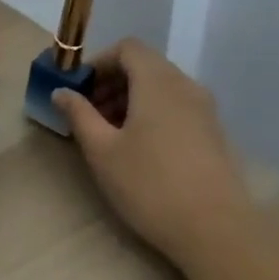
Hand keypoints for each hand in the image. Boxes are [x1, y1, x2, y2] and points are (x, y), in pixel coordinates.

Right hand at [53, 39, 251, 265]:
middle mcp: (185, 86)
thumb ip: (79, 115)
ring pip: (162, 88)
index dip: (99, 62)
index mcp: (157, 81)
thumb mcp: (102, 151)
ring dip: (132, 99)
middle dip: (113, 82)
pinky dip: (154, 114)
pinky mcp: (215, 134)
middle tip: (90, 115)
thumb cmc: (151, 185)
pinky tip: (142, 150)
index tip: (80, 91)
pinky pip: (178, 107)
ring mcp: (205, 110)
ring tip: (112, 135)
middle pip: (145, 66)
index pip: (127, 48)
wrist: (217, 231)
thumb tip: (61, 92)